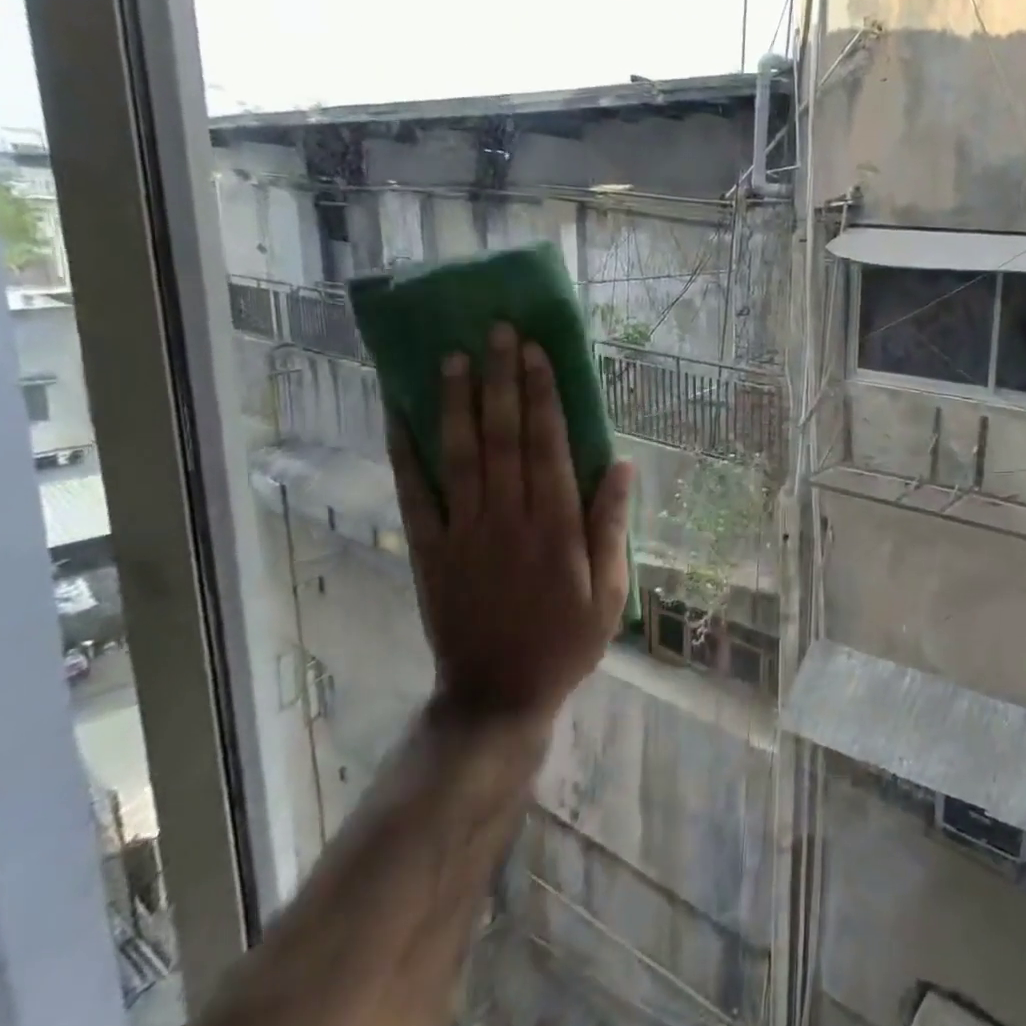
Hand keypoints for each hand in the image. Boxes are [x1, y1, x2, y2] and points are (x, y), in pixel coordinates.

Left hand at [389, 324, 634, 722]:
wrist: (497, 694)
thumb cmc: (565, 641)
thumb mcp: (610, 592)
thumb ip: (612, 526)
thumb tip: (624, 465)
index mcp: (555, 527)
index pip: (548, 446)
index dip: (542, 396)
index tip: (537, 352)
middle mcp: (507, 518)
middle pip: (503, 437)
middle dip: (502, 380)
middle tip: (498, 331)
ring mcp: (463, 531)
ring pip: (460, 454)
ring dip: (457, 402)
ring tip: (453, 355)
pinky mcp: (429, 549)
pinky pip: (415, 493)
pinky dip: (406, 451)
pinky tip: (400, 414)